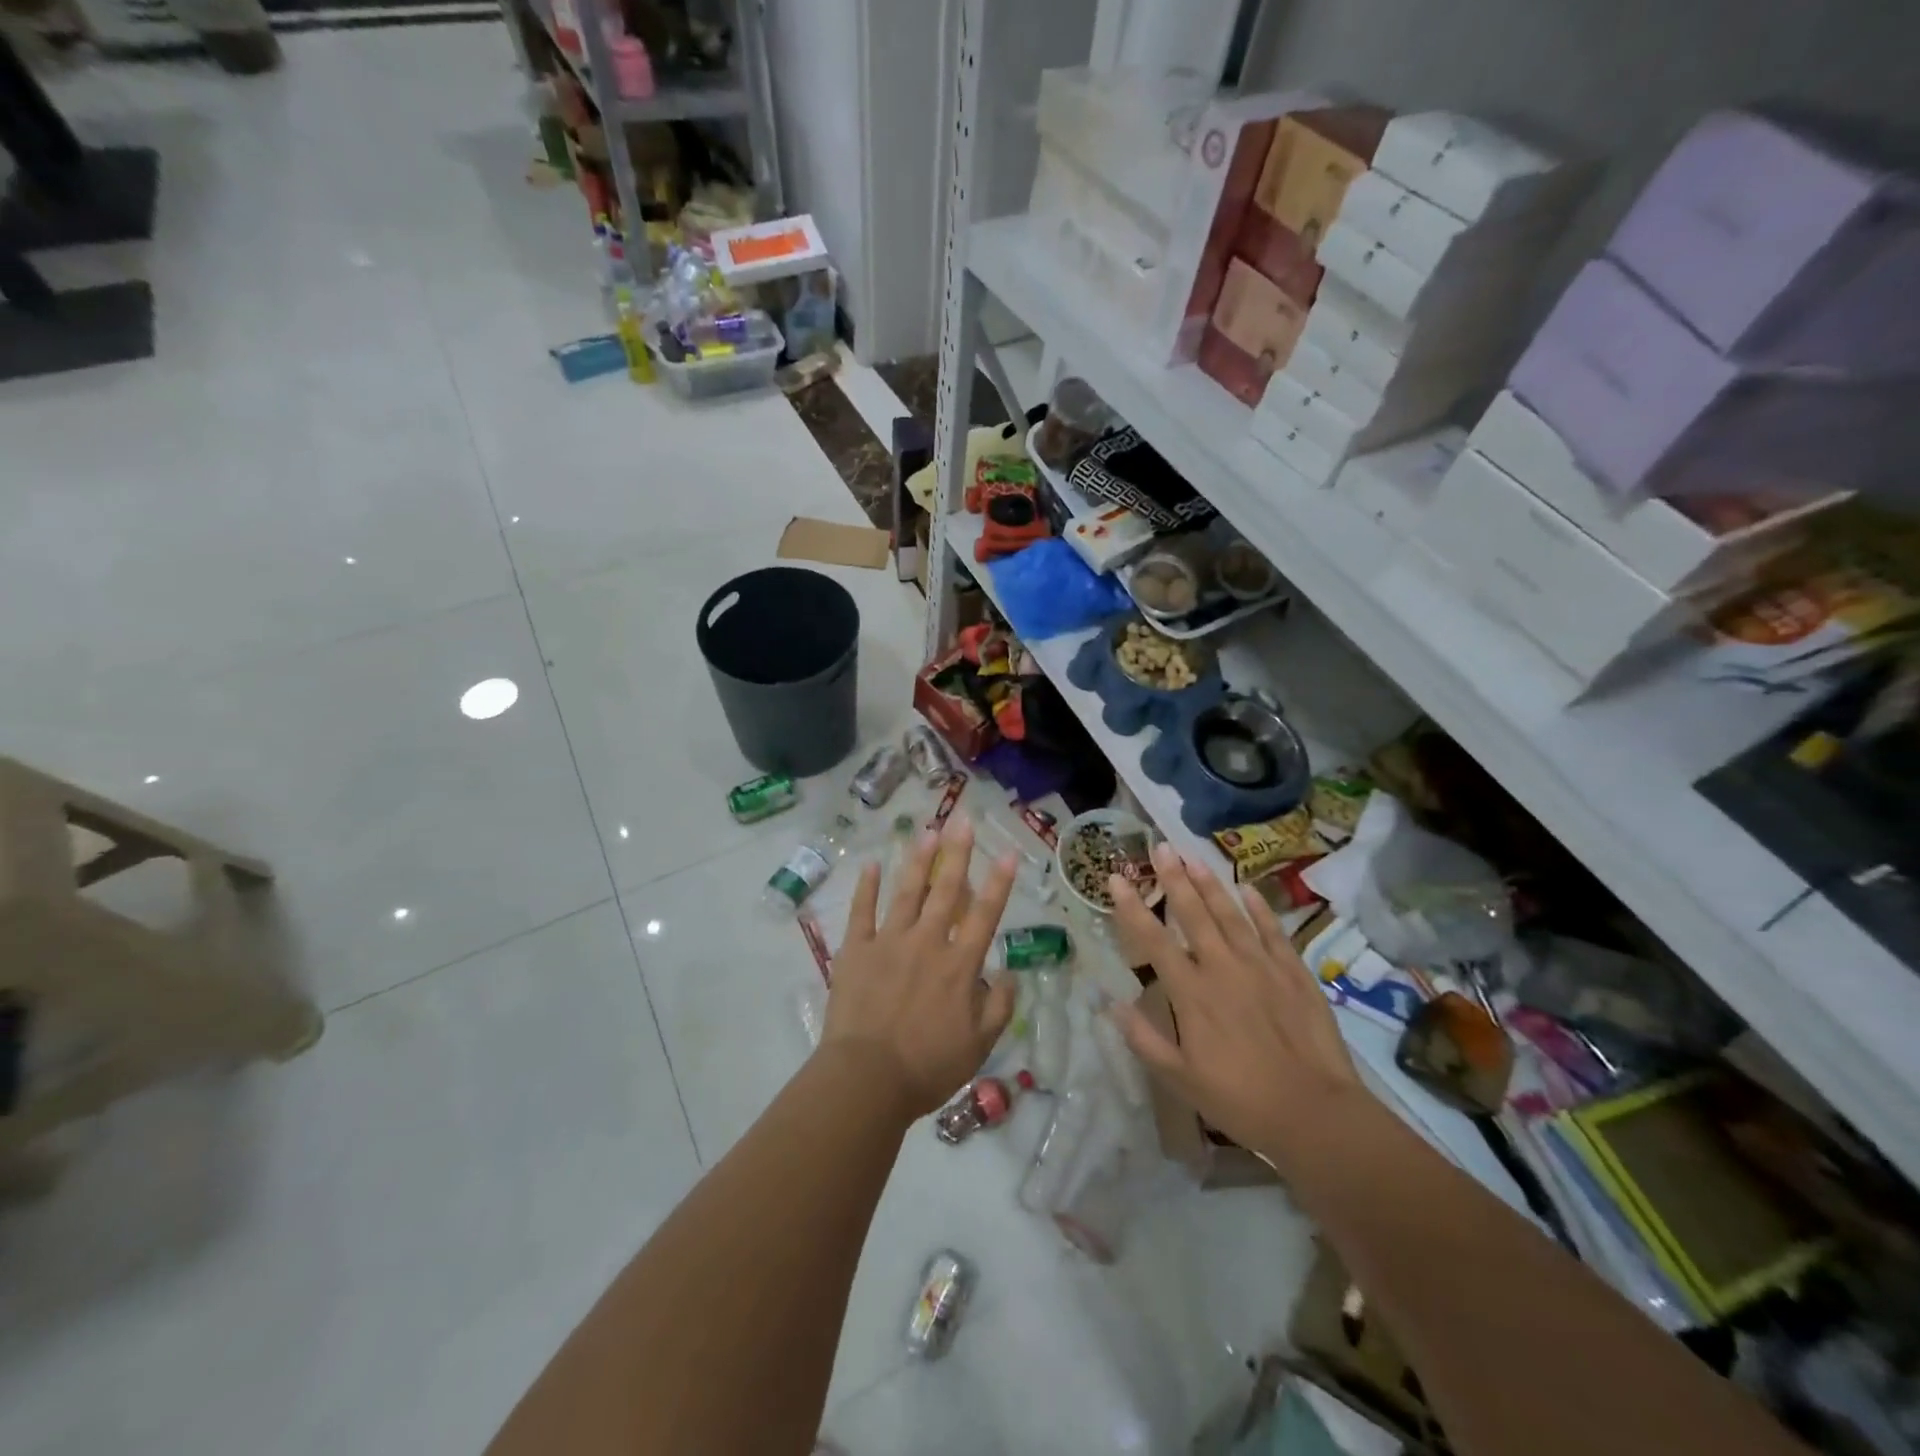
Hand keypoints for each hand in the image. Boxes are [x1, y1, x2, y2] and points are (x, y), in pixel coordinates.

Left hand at [820, 814, 1018, 1120]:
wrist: (867, 1079)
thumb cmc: (928, 1066)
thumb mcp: (979, 1045)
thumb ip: (999, 1006)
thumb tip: (1010, 974)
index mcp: (959, 965)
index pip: (985, 915)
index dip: (999, 882)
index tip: (1007, 853)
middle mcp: (927, 943)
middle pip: (946, 890)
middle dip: (958, 853)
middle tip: (963, 820)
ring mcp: (889, 942)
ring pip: (907, 892)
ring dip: (919, 860)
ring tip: (928, 830)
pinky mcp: (857, 950)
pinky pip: (862, 912)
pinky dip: (867, 887)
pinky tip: (872, 863)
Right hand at [1110, 842, 1371, 1174]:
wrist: (1314, 1113)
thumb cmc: (1240, 1100)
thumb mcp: (1180, 1079)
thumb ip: (1144, 1039)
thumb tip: (1111, 1005)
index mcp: (1191, 992)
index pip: (1153, 940)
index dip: (1131, 908)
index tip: (1116, 879)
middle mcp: (1222, 967)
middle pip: (1193, 914)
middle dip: (1173, 878)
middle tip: (1160, 847)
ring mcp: (1261, 965)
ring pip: (1230, 914)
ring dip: (1210, 884)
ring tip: (1192, 857)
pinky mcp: (1294, 972)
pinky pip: (1272, 930)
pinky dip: (1259, 907)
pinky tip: (1247, 888)